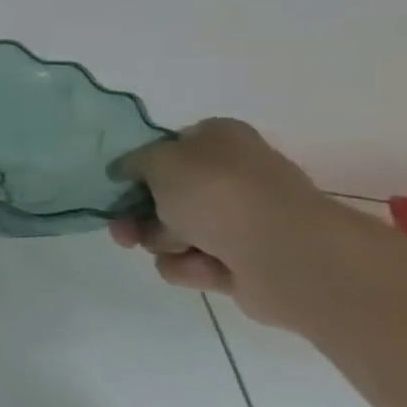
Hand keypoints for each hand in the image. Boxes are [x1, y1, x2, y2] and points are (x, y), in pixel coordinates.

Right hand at [108, 119, 332, 299]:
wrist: (285, 254)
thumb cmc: (218, 192)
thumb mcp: (157, 160)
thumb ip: (132, 162)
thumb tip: (127, 171)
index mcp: (221, 140)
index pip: (170, 147)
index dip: (141, 167)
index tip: (121, 185)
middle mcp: (235, 175)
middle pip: (166, 195)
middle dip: (138, 215)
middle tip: (122, 232)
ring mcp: (244, 220)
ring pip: (174, 232)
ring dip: (162, 242)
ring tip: (173, 248)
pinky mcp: (247, 261)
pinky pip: (196, 263)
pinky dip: (190, 266)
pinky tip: (203, 266)